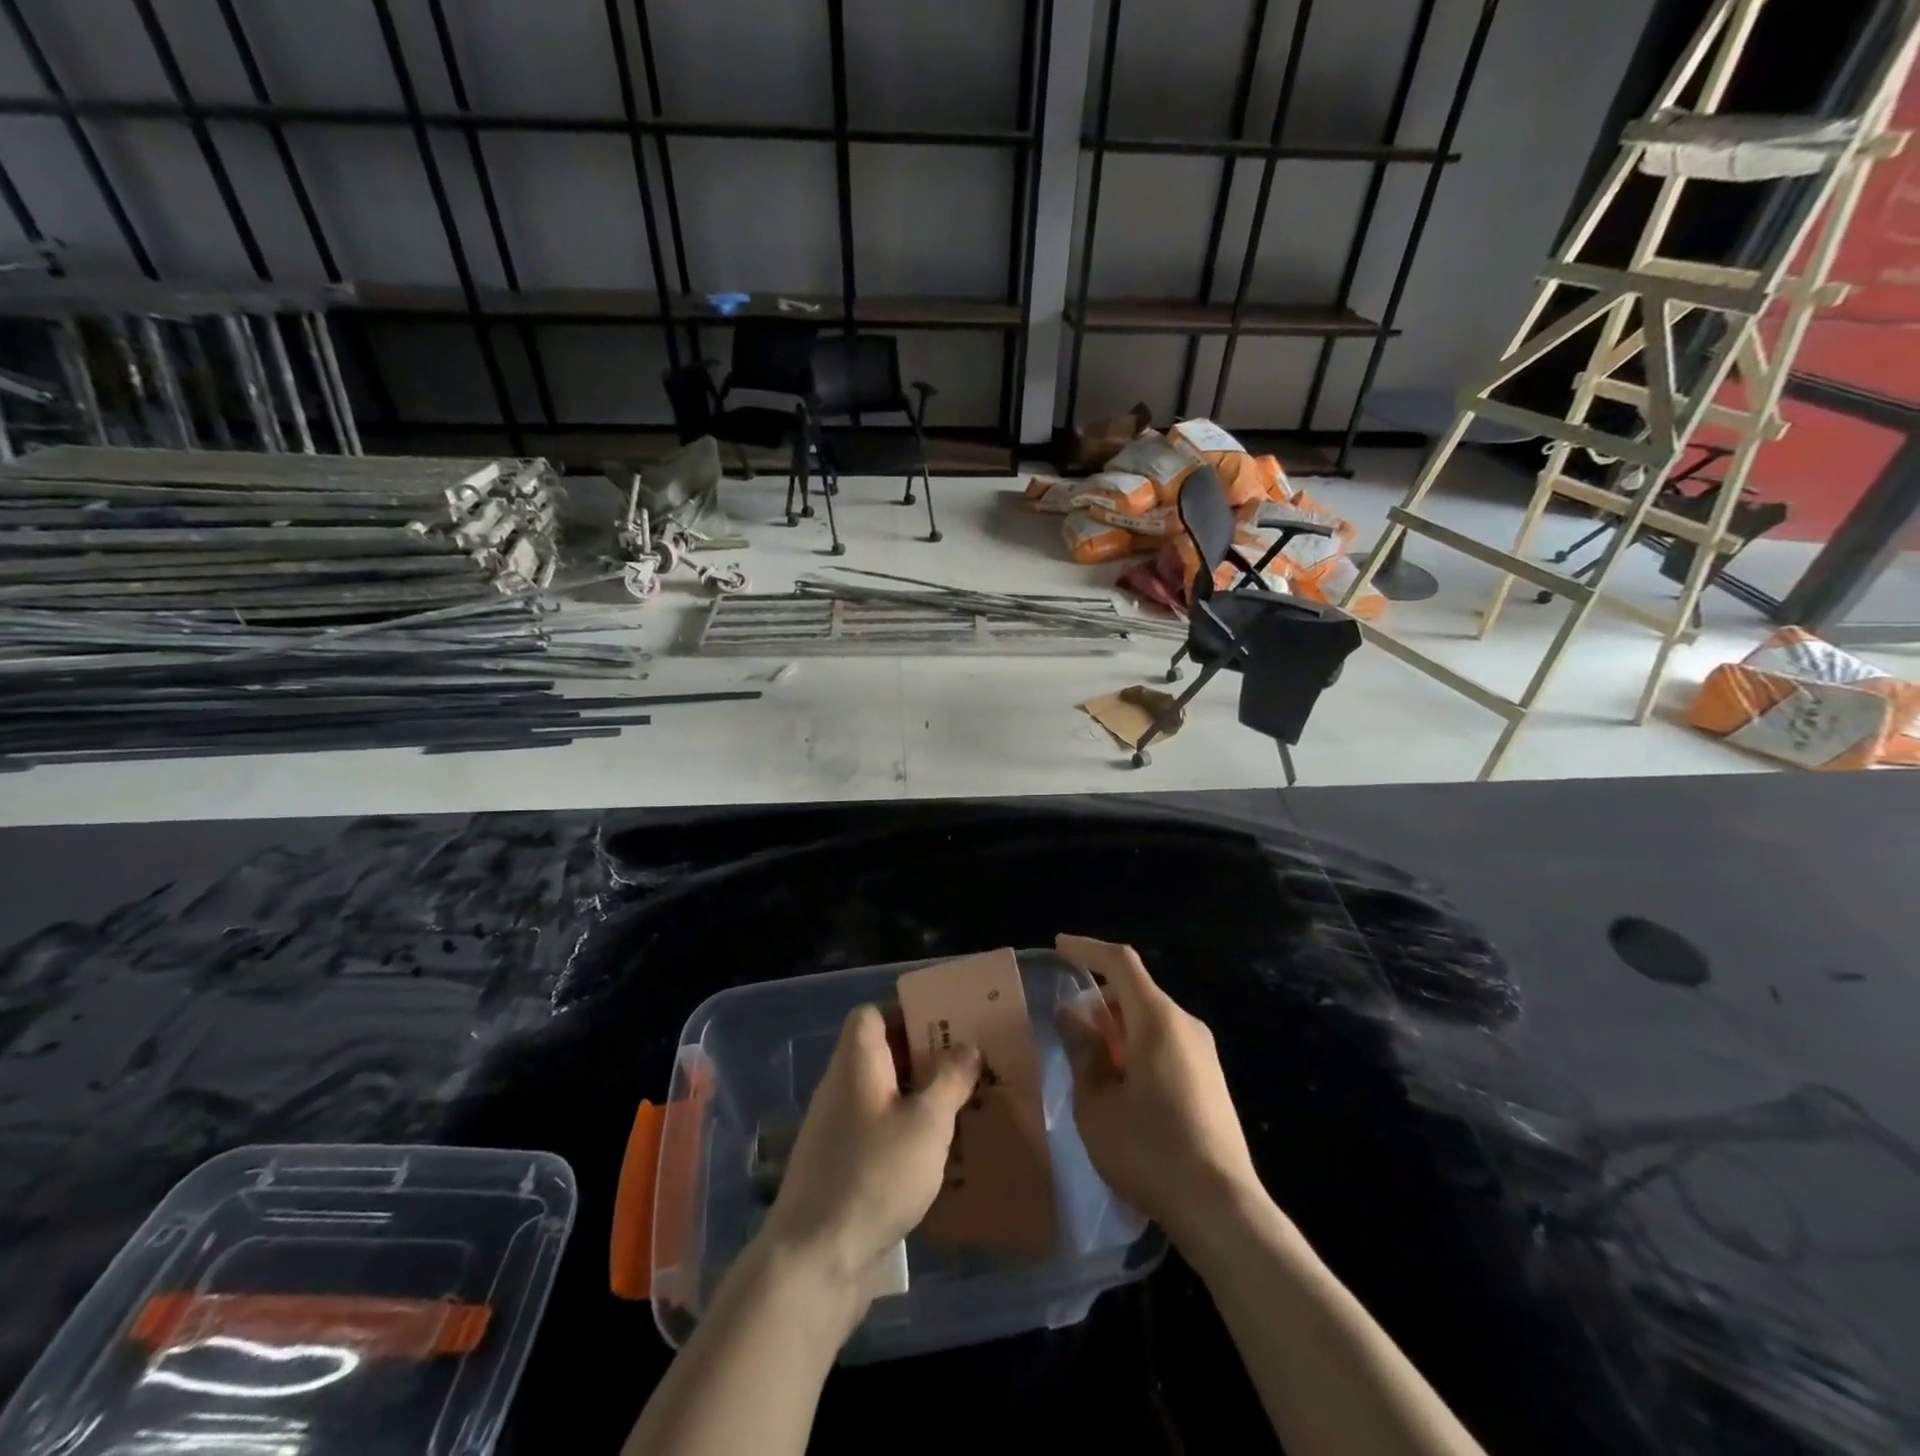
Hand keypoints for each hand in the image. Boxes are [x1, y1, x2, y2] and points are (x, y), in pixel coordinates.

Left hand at [756, 1004, 979, 1315]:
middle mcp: (841, 1088)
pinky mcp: (840, 1168)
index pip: (870, 1014)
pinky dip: (905, 1135)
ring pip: (883, 1097)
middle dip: (924, 1058)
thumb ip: (950, 1080)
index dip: (905, 1012)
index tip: (944, 1028)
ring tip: (962, 1111)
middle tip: (967, 1069)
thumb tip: (967, 1046)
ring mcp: (837, 1130)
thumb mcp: (927, 1123)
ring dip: (918, 1100)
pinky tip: (936, 1158)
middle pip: (881, 1055)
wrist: (814, 1261)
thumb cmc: (874, 1175)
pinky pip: (877, 1133)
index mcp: (856, 1062)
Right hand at [1056, 934, 1261, 1246]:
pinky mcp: (1210, 1079)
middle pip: (1136, 991)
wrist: (1221, 1208)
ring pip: (1150, 1019)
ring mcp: (1203, 1052)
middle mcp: (1185, 1024)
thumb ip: (1083, 1051)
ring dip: (1117, 1027)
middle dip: (1099, 999)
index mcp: (1157, 1019)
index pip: (1121, 962)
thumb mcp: (1096, 1103)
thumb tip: (1073, 1015)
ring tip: (1090, 1062)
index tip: (1059, 946)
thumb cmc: (1149, 1150)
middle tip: (1067, 1027)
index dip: (1087, 949)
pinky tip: (1121, 1086)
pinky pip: (1165, 1043)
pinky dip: (1137, 1046)